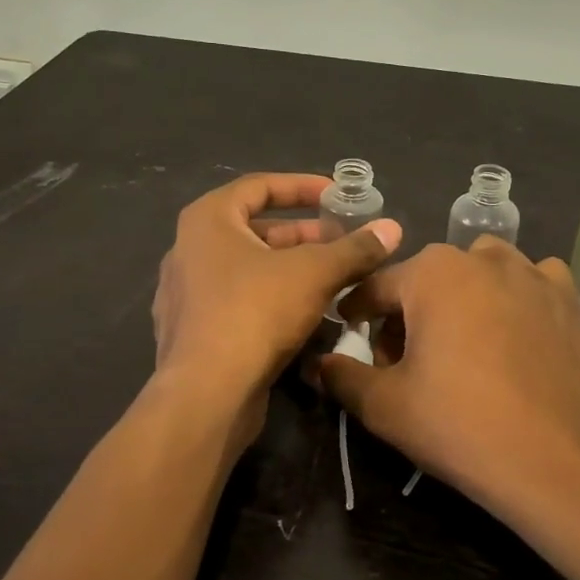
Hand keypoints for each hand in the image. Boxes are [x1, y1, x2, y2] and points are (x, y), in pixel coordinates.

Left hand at [153, 173, 402, 444]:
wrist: (207, 394)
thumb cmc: (256, 312)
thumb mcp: (315, 273)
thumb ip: (354, 249)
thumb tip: (393, 228)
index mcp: (208, 221)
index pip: (259, 186)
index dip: (302, 186)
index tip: (336, 195)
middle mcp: (189, 250)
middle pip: (255, 230)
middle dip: (303, 234)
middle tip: (342, 241)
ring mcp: (187, 294)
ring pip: (248, 269)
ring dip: (291, 269)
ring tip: (334, 278)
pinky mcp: (193, 332)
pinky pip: (239, 301)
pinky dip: (272, 298)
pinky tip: (307, 315)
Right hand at [318, 236, 579, 517]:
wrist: (556, 461)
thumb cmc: (459, 425)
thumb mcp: (384, 406)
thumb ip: (342, 376)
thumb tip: (318, 363)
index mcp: (431, 272)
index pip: (377, 286)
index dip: (358, 314)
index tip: (352, 336)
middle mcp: (482, 257)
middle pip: (428, 278)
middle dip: (410, 311)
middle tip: (408, 359)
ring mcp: (532, 272)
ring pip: (481, 271)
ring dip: (463, 295)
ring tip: (464, 341)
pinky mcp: (568, 297)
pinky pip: (532, 281)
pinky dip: (517, 296)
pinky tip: (516, 331)